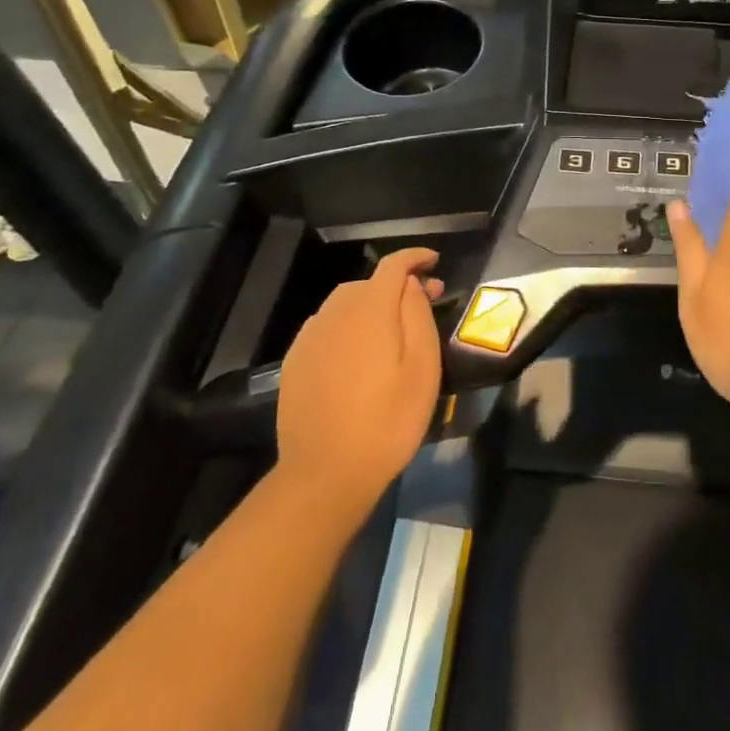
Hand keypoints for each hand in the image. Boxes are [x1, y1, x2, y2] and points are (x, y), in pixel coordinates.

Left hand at [276, 248, 442, 507]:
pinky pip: (327, 327)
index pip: (393, 265)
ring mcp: (310, 336)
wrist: (325, 473)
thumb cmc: (388, 420)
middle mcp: (335, 312)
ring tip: (393, 329)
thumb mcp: (422, 367)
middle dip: (398, 285)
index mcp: (369, 308)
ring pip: (345, 303)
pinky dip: (349, 325)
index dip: (415, 257)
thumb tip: (410, 285)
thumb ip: (417, 315)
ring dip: (371, 304)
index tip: (434, 261)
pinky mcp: (295, 361)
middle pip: (369, 283)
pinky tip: (359, 353)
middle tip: (425, 303)